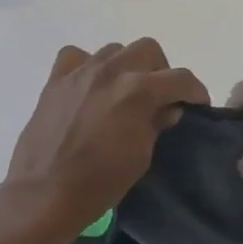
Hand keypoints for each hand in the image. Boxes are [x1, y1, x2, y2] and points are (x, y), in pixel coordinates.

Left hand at [5, 39, 208, 236]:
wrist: (44, 194)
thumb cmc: (99, 183)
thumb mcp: (141, 157)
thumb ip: (157, 123)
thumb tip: (168, 107)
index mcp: (138, 91)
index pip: (180, 78)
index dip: (195, 90)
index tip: (198, 104)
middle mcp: (111, 71)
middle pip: (148, 49)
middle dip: (160, 70)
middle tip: (159, 96)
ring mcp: (80, 71)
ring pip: (114, 49)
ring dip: (126, 66)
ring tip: (123, 92)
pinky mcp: (55, 80)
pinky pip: (76, 56)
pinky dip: (87, 65)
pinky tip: (88, 85)